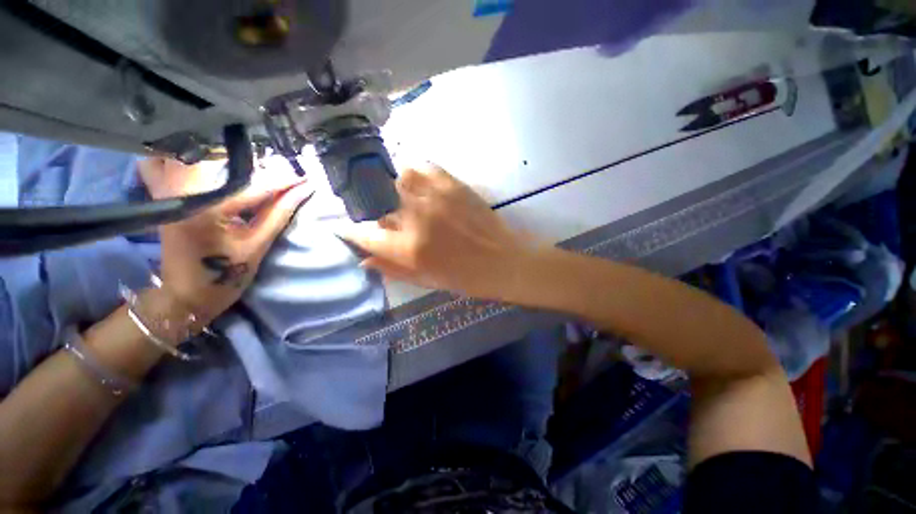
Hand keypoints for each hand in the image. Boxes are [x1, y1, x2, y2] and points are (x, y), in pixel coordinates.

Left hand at [139, 157, 312, 322]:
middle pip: (228, 165)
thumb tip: (304, 190)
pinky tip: (226, 173)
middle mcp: (185, 191)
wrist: (184, 295)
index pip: (255, 185)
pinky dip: (207, 165)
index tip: (307, 177)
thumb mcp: (257, 246)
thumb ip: (279, 213)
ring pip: (206, 160)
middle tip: (287, 176)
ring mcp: (172, 190)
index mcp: (207, 209)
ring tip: (264, 175)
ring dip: (238, 165)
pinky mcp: (169, 194)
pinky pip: (186, 168)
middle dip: (262, 168)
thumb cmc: (224, 277)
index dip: (284, 180)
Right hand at [340, 163, 532, 299]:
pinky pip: (424, 167)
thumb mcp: (428, 282)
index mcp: (410, 249)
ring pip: (398, 179)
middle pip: (379, 204)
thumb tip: (364, 260)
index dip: (353, 232)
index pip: (366, 235)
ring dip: (394, 189)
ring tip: (402, 198)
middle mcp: (417, 220)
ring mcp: (435, 198)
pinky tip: (417, 181)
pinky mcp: (453, 185)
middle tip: (384, 217)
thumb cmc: (467, 279)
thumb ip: (394, 270)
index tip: (350, 229)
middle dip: (376, 212)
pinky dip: (415, 171)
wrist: (504, 262)